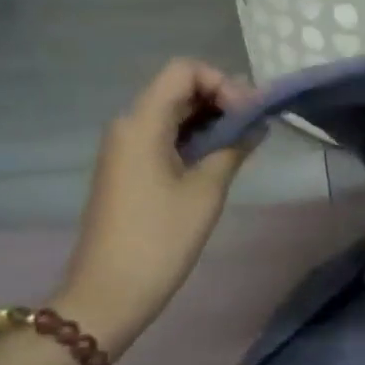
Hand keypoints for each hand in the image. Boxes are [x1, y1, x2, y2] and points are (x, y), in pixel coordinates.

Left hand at [48, 59, 258, 356]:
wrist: (108, 293)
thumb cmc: (160, 239)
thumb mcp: (206, 191)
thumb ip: (233, 148)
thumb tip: (255, 125)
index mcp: (142, 123)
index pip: (185, 71)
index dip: (222, 82)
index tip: (248, 114)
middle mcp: (129, 125)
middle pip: (179, 88)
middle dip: (221, 99)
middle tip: (256, 125)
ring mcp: (125, 147)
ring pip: (173, 112)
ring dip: (210, 119)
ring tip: (245, 142)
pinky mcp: (128, 168)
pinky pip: (165, 135)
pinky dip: (195, 137)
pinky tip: (221, 157)